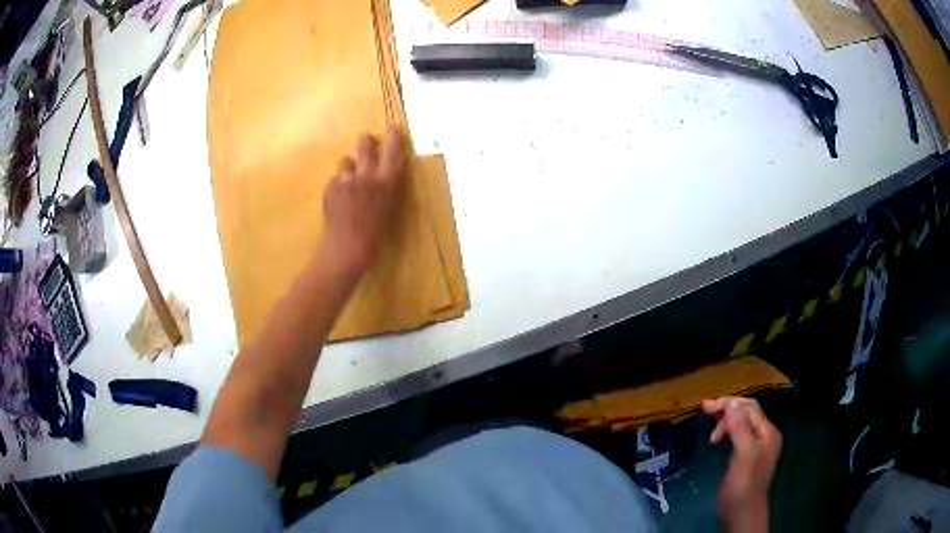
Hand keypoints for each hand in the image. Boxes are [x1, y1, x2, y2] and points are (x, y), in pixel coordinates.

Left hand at [321, 128, 406, 272]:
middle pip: (365, 144)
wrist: (346, 250)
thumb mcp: (389, 208)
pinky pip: (335, 178)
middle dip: (367, 142)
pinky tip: (339, 199)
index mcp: (387, 181)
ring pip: (346, 160)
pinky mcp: (330, 187)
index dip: (393, 137)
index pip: (393, 150)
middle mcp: (367, 175)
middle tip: (367, 143)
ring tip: (349, 181)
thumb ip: (387, 186)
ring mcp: (345, 179)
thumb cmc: (375, 235)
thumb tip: (382, 170)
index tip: (393, 128)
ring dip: (350, 166)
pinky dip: (338, 184)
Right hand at [702, 397, 780, 531]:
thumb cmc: (744, 484)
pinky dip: (728, 430)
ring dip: (726, 421)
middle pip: (747, 412)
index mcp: (768, 431)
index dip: (729, 404)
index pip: (749, 408)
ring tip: (711, 434)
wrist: (742, 512)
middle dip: (727, 409)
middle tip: (705, 410)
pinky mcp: (747, 455)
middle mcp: (765, 434)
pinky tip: (718, 437)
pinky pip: (739, 434)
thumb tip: (730, 403)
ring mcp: (757, 445)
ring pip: (742, 422)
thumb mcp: (744, 454)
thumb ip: (740, 428)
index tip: (706, 407)